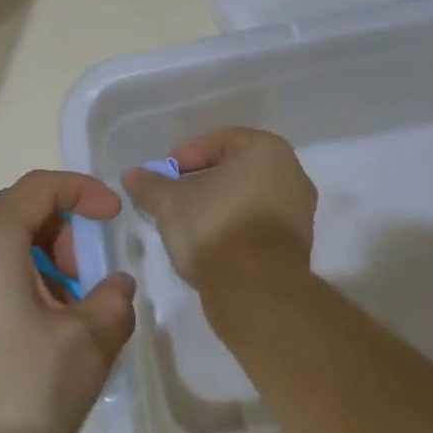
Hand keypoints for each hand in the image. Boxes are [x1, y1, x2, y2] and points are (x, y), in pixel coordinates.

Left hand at [0, 171, 135, 432]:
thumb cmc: (14, 399)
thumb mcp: (85, 349)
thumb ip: (113, 302)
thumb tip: (114, 286)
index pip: (39, 186)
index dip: (83, 191)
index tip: (114, 216)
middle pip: (11, 214)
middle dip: (59, 233)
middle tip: (87, 278)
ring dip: (31, 262)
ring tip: (59, 316)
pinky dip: (3, 284)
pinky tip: (21, 338)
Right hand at [121, 128, 316, 293]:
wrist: (256, 290)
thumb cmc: (214, 228)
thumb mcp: (170, 203)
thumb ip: (150, 185)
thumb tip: (132, 175)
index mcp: (265, 149)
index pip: (216, 142)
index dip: (184, 158)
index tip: (162, 178)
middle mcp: (291, 172)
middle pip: (234, 169)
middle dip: (201, 182)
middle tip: (173, 199)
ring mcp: (300, 209)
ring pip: (247, 197)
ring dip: (218, 206)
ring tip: (189, 224)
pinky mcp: (298, 242)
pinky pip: (259, 223)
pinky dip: (236, 226)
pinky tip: (212, 244)